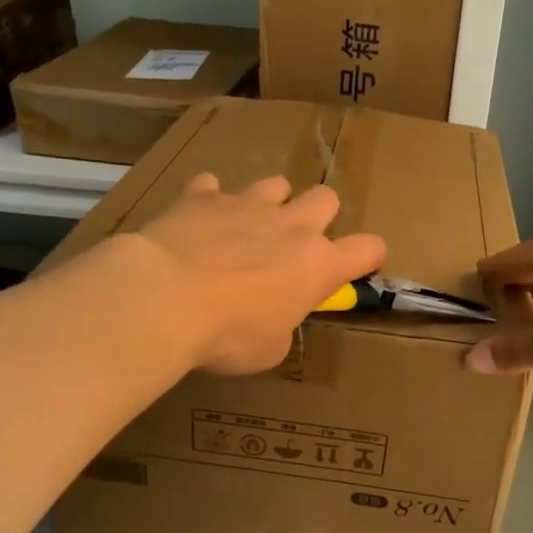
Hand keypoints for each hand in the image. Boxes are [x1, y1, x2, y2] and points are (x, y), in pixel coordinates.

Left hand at [126, 173, 385, 375]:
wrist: (164, 298)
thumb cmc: (227, 334)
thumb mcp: (268, 348)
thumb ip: (282, 325)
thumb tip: (272, 318)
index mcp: (318, 265)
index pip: (368, 249)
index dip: (368, 256)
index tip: (357, 267)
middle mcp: (291, 226)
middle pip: (326, 198)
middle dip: (318, 216)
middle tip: (294, 244)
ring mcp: (246, 204)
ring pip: (275, 183)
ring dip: (268, 203)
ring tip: (246, 227)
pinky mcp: (202, 196)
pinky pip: (211, 187)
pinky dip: (208, 202)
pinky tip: (196, 222)